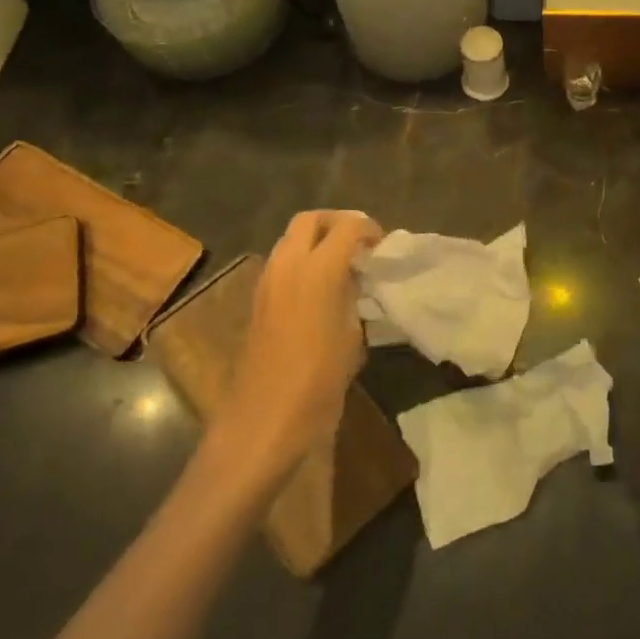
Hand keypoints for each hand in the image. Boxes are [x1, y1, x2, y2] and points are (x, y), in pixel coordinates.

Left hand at [215, 210, 382, 485]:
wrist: (264, 418)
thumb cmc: (318, 381)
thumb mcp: (350, 336)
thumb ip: (352, 296)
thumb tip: (352, 279)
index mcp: (318, 270)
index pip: (347, 227)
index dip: (368, 229)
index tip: (381, 246)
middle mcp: (288, 265)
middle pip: (310, 220)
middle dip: (336, 223)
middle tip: (358, 243)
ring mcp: (267, 280)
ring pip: (291, 239)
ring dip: (316, 241)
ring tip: (341, 265)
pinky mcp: (257, 299)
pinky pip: (282, 262)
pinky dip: (302, 261)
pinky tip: (320, 288)